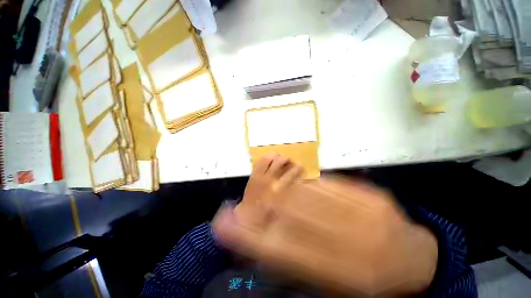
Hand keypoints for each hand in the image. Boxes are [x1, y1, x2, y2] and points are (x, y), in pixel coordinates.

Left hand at [214, 154, 302, 252]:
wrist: (247, 215)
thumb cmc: (265, 215)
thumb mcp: (281, 209)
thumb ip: (288, 195)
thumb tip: (296, 184)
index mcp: (277, 189)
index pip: (289, 174)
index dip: (296, 168)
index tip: (300, 164)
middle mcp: (268, 179)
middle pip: (278, 162)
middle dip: (286, 159)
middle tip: (289, 160)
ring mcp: (259, 176)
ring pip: (268, 159)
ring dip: (275, 156)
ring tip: (279, 157)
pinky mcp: (252, 175)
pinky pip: (259, 162)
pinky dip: (265, 158)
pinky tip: (269, 159)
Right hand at [216, 175, 437, 296]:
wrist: (414, 258)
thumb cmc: (374, 280)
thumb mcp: (338, 284)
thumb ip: (300, 260)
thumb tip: (265, 238)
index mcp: (346, 274)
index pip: (285, 251)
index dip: (252, 236)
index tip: (226, 224)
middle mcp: (354, 242)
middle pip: (295, 216)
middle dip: (264, 205)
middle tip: (242, 199)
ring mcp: (366, 213)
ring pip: (310, 194)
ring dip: (281, 188)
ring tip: (263, 183)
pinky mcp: (371, 194)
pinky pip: (330, 183)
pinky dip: (306, 180)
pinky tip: (292, 175)